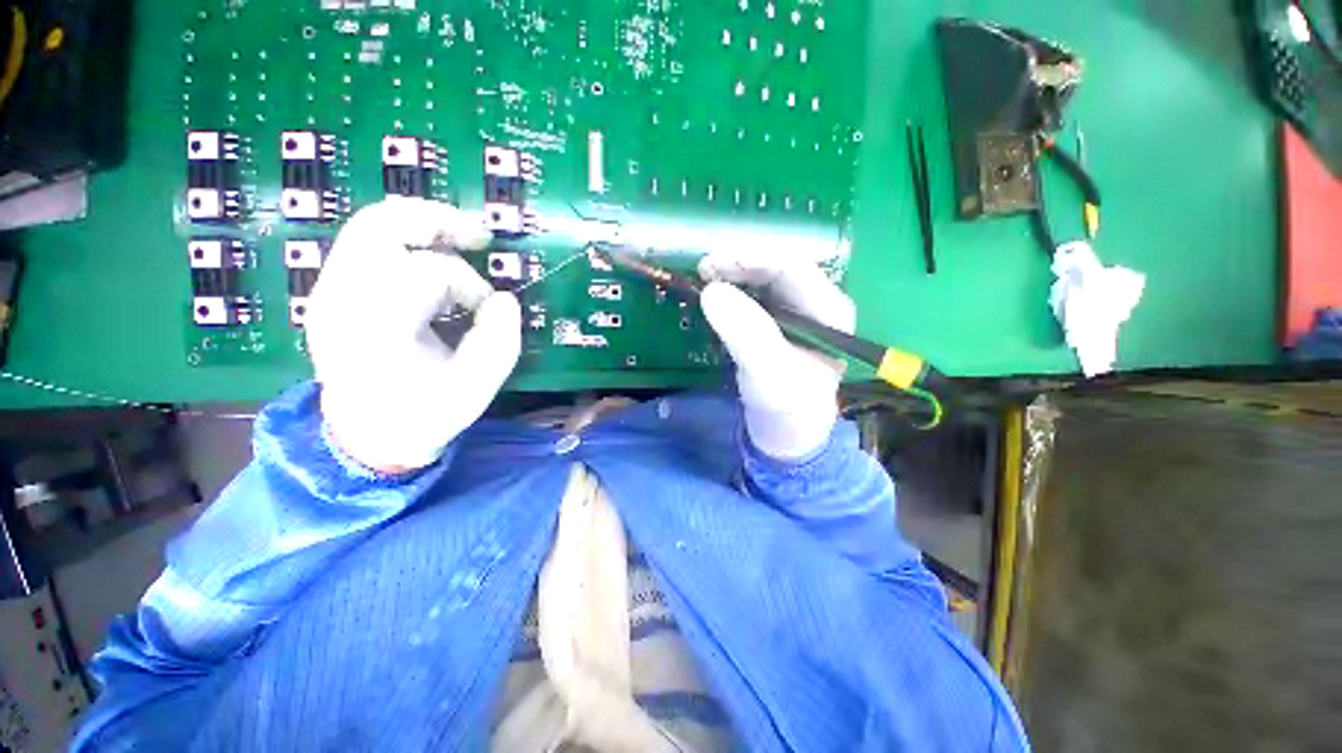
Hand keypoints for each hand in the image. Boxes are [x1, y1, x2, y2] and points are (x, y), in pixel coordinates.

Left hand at [304, 197, 520, 472]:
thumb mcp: (475, 389)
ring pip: (370, 226)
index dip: (470, 286)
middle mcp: (342, 297)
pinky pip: (367, 244)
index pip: (429, 273)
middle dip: (438, 221)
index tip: (487, 312)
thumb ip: (499, 343)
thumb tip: (505, 300)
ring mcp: (329, 291)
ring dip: (421, 226)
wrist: (365, 437)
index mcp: (376, 326)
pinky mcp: (332, 291)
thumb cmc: (423, 416)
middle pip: (381, 225)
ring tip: (460, 239)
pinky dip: (405, 241)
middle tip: (479, 237)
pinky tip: (432, 257)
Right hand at [698, 250, 855, 459]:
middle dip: (739, 263)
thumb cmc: (786, 406)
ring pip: (764, 277)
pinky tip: (716, 295)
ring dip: (734, 273)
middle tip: (703, 271)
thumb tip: (712, 291)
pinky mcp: (778, 321)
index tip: (711, 265)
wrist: (787, 432)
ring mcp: (797, 310)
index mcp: (828, 309)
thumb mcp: (767, 372)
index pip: (792, 266)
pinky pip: (755, 294)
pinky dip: (733, 289)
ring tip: (705, 279)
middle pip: (777, 266)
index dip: (750, 258)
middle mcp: (816, 302)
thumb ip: (745, 333)